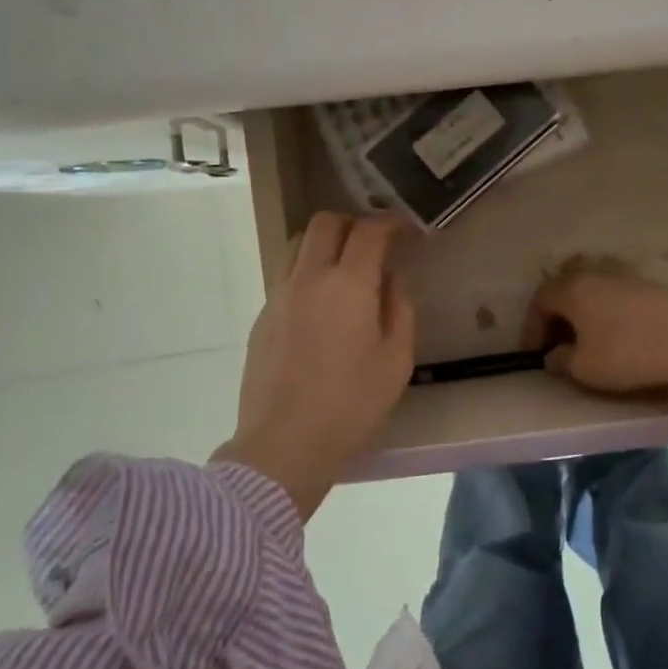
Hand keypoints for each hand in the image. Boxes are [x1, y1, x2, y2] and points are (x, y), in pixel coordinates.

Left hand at [214, 213, 414, 519]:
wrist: (283, 446)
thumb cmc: (350, 407)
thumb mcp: (396, 362)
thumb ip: (399, 310)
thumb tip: (390, 280)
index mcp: (348, 285)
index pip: (368, 231)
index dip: (390, 222)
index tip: (405, 229)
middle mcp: (308, 278)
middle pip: (325, 223)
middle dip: (353, 223)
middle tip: (374, 244)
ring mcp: (279, 295)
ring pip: (298, 244)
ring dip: (324, 243)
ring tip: (345, 268)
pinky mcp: (262, 316)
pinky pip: (286, 275)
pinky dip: (307, 271)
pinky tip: (321, 304)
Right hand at [521, 263, 667, 394]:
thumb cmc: (627, 352)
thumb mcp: (585, 368)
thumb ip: (560, 361)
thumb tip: (552, 356)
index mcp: (571, 290)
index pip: (539, 301)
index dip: (532, 328)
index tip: (535, 354)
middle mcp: (592, 275)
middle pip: (563, 292)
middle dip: (555, 319)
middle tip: (556, 347)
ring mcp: (621, 276)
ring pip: (589, 294)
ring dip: (580, 316)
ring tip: (584, 343)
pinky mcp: (645, 285)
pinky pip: (611, 297)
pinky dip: (603, 314)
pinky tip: (612, 336)